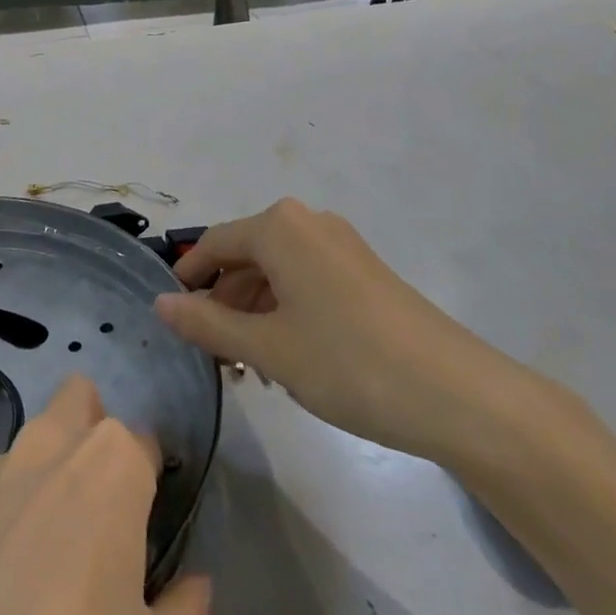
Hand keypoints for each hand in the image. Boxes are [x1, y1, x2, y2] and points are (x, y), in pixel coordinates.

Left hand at [0, 376, 209, 614]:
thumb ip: (184, 611)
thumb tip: (194, 585)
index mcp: (111, 462)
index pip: (147, 443)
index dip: (151, 481)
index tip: (148, 526)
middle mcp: (50, 445)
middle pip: (79, 398)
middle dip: (93, 430)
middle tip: (101, 504)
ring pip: (31, 440)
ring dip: (46, 469)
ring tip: (49, 547)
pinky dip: (3, 514)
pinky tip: (0, 578)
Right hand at [153, 198, 546, 465]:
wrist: (455, 392)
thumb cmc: (347, 361)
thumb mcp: (267, 348)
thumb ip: (207, 324)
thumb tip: (160, 303)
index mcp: (278, 227)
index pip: (214, 244)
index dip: (188, 279)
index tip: (172, 317)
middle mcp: (308, 222)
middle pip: (247, 256)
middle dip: (224, 303)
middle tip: (214, 356)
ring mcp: (341, 244)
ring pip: (277, 271)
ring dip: (255, 312)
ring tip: (251, 368)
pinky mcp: (364, 270)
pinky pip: (307, 279)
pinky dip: (287, 311)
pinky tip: (290, 357)